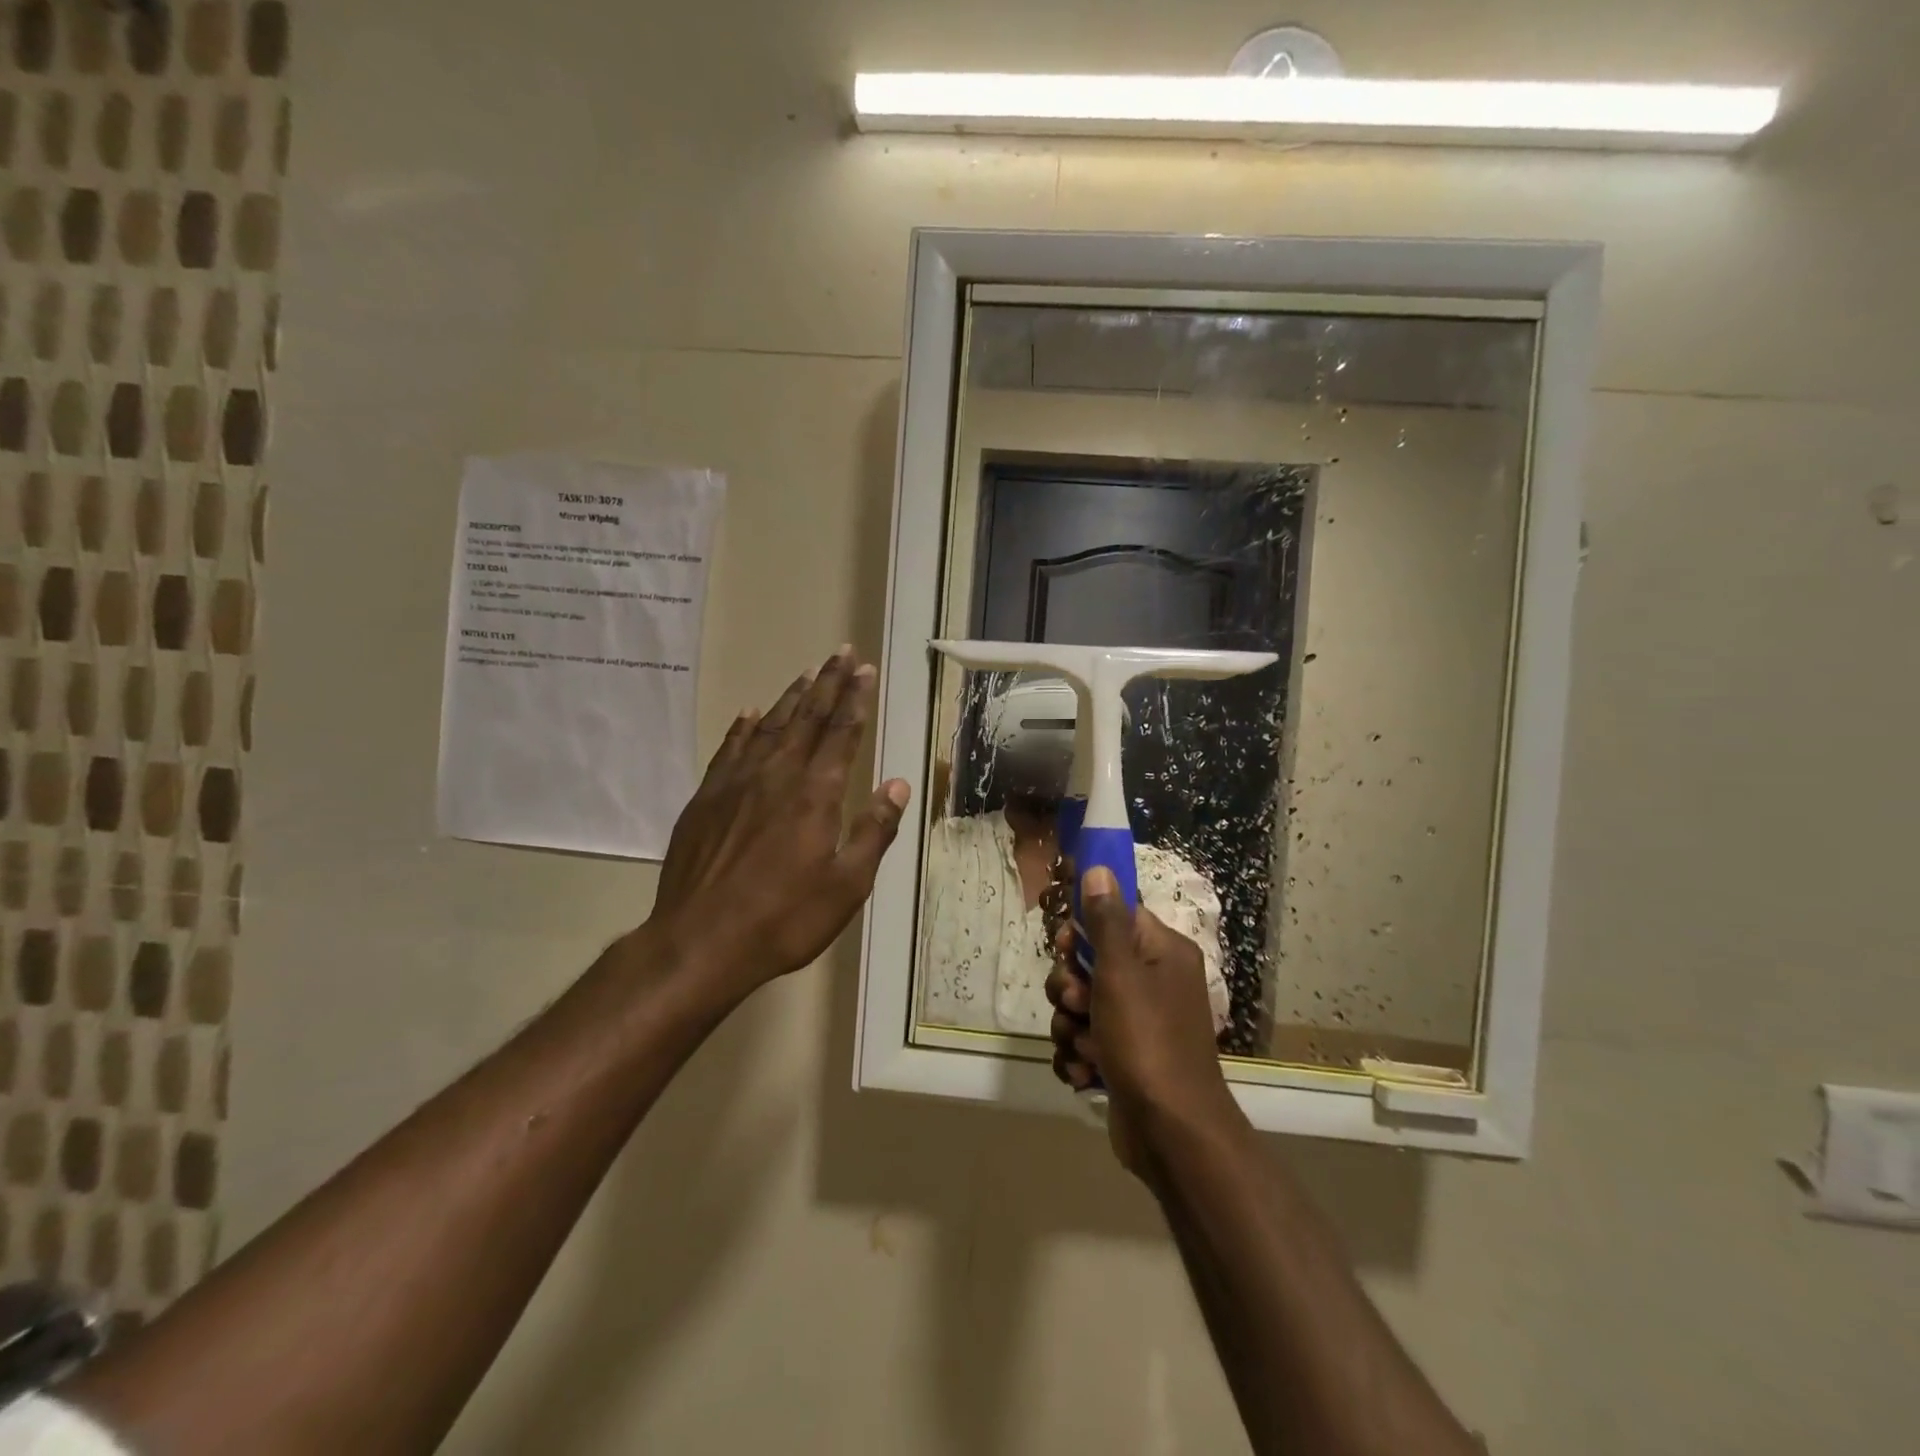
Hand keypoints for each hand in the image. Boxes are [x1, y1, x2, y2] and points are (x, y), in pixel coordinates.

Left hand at [644, 647, 910, 996]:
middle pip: (807, 718)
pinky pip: (729, 749)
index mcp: (817, 794)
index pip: (842, 733)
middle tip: (840, 653)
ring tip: (806, 672)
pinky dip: (743, 727)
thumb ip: (874, 830)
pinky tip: (750, 714)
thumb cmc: (785, 919)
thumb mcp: (847, 885)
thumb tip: (897, 784)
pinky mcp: (706, 799)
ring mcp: (736, 784)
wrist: (700, 941)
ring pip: (769, 726)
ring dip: (791, 697)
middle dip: (827, 683)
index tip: (863, 669)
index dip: (855, 699)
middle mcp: (777, 775)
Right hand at [1046, 867, 1238, 1182]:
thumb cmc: (1147, 1041)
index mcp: (1162, 952)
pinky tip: (1085, 1073)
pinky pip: (1085, 1041)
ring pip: (1081, 1005)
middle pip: (1091, 962)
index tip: (1066, 947)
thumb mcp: (1121, 973)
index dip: (1083, 930)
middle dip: (1070, 985)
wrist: (1172, 1134)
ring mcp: (1139, 1023)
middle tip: (1075, 1002)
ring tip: (1084, 1047)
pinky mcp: (1124, 1058)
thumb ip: (1106, 920)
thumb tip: (1100, 868)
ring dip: (1071, 1025)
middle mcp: (1154, 982)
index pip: (1115, 916)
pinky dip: (1079, 1056)